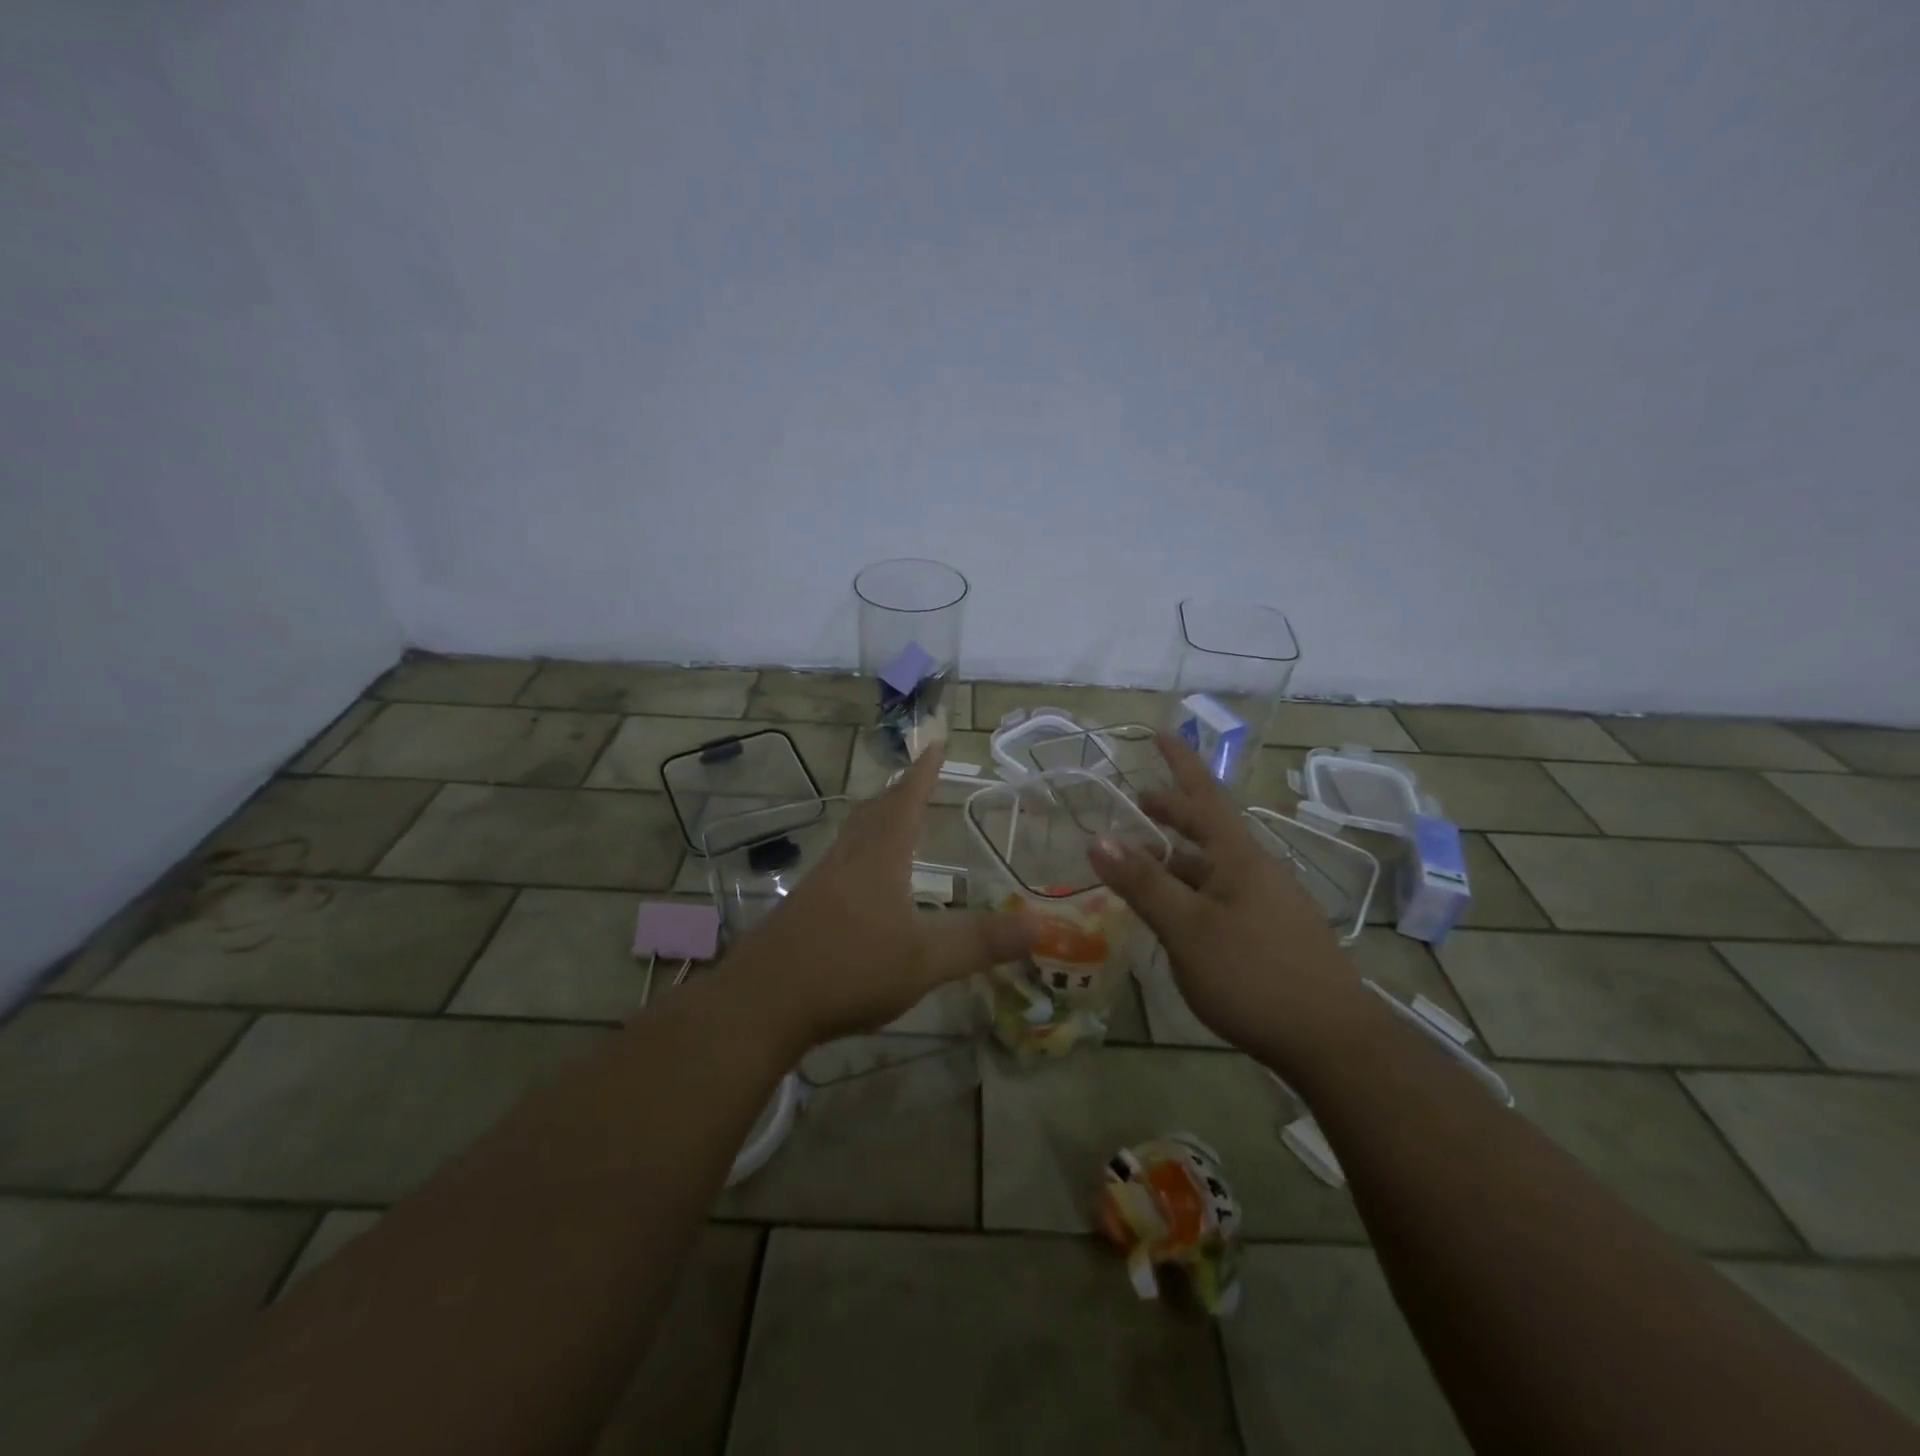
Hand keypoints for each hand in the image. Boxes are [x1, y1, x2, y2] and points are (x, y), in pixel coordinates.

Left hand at [725, 745, 1038, 1050]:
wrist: (763, 1001)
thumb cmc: (850, 968)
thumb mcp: (925, 960)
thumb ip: (980, 942)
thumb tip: (1041, 925)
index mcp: (880, 858)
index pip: (905, 801)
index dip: (923, 773)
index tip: (935, 745)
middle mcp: (848, 859)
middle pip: (874, 812)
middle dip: (898, 792)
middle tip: (916, 779)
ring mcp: (821, 882)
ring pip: (853, 836)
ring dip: (876, 820)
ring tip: (892, 821)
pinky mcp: (804, 907)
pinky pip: (840, 863)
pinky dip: (860, 854)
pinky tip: (862, 882)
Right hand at [1088, 734, 1372, 1069]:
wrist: (1333, 1041)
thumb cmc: (1254, 975)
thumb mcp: (1188, 929)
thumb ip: (1144, 884)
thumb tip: (1098, 837)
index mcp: (1238, 858)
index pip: (1204, 795)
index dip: (1181, 763)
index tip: (1161, 731)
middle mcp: (1257, 871)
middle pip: (1210, 829)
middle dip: (1174, 813)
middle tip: (1140, 806)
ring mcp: (1269, 904)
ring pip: (1214, 868)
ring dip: (1178, 860)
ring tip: (1143, 868)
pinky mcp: (1274, 935)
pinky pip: (1223, 897)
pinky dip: (1192, 892)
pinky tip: (1179, 918)